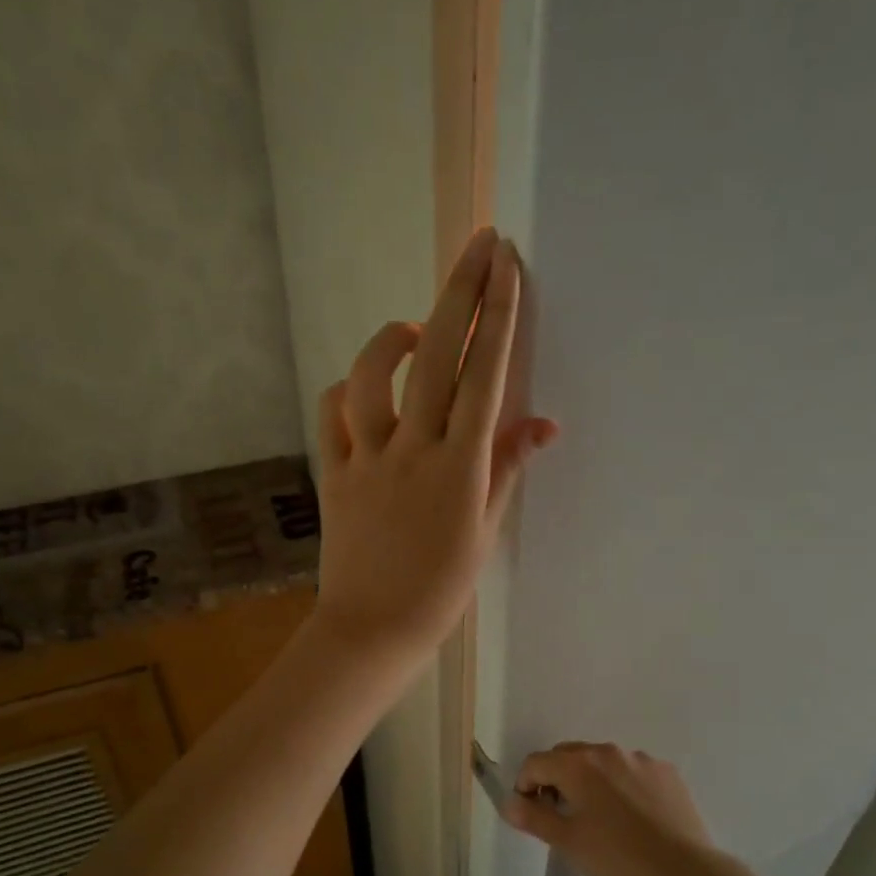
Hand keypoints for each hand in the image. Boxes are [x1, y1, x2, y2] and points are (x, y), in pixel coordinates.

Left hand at [313, 227, 558, 664]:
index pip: (485, 375)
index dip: (498, 315)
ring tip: (416, 332)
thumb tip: (542, 422)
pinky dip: (347, 391)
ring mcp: (368, 459)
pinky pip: (332, 414)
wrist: (373, 629)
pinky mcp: (334, 472)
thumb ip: (507, 469)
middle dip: (460, 292)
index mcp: (460, 466)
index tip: (507, 265)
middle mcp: (413, 450)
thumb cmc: (440, 590)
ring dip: (395, 340)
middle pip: (437, 357)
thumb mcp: (485, 533)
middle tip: (478, 245)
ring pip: (372, 376)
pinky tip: (365, 391)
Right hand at [502, 743, 718, 875]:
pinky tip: (632, 818)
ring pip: (602, 763)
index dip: (525, 785)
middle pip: (568, 756)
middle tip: (561, 816)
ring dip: (591, 781)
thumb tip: (509, 802)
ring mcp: (641, 760)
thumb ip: (534, 817)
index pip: (536, 762)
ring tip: (600, 819)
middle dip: (556, 779)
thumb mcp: (567, 842)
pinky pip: (632, 772)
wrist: (685, 873)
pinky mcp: (667, 773)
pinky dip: (622, 786)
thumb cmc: (617, 858)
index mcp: (578, 764)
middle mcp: (608, 752)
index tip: (531, 813)